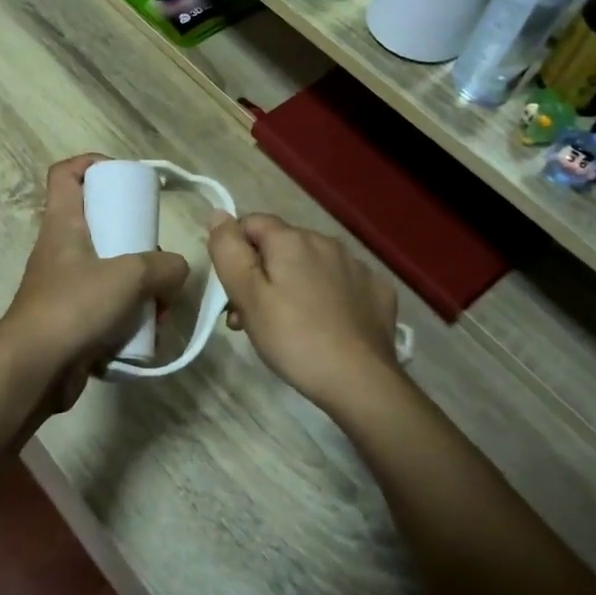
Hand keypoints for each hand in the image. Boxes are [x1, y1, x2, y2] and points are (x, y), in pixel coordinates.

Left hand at [0, 155, 189, 416]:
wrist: (33, 370)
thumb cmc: (74, 307)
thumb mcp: (129, 277)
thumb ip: (163, 267)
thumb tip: (178, 269)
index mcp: (63, 224)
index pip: (65, 174)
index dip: (91, 163)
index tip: (124, 175)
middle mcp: (61, 250)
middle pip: (98, 224)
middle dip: (135, 238)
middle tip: (157, 253)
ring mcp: (64, 286)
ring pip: (108, 269)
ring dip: (139, 284)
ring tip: (162, 303)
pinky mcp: (71, 319)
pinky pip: (107, 306)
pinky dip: (130, 314)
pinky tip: (150, 330)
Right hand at [207, 212, 401, 413]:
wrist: (360, 381)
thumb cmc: (293, 338)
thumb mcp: (248, 296)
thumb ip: (229, 251)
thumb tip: (218, 213)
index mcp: (292, 240)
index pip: (251, 223)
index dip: (235, 252)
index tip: (233, 290)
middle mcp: (326, 241)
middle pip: (281, 246)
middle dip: (262, 273)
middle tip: (252, 317)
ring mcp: (357, 265)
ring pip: (311, 264)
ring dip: (293, 284)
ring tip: (287, 326)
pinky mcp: (377, 289)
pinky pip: (341, 282)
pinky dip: (328, 296)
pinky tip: (327, 325)